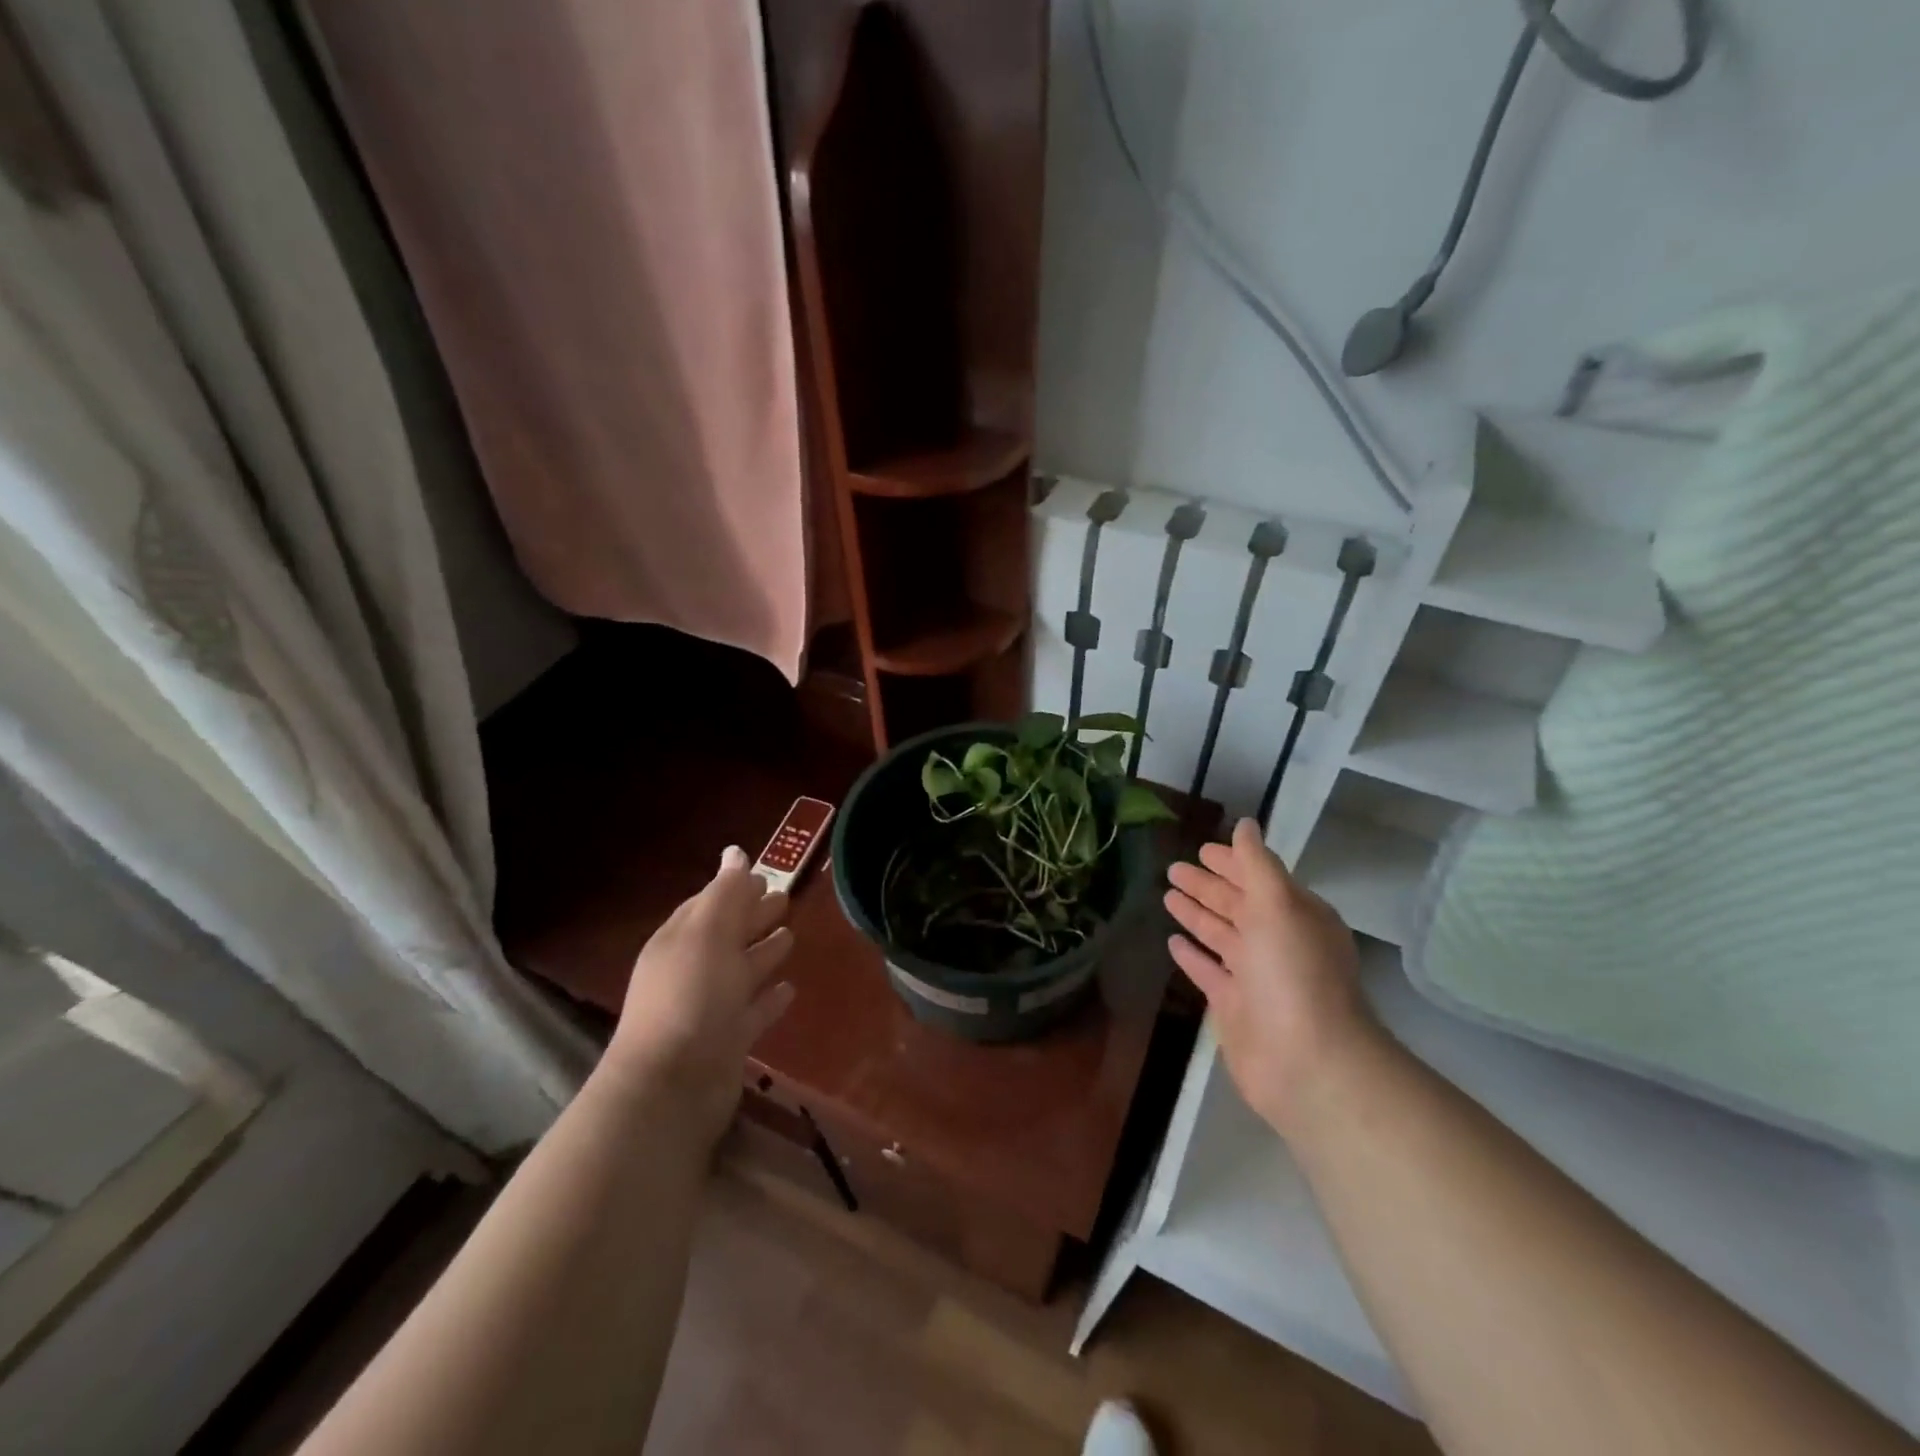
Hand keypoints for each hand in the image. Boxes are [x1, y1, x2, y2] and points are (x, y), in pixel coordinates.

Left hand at [604, 846, 795, 1145]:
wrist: (673, 1087)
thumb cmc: (691, 997)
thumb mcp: (708, 934)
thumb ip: (725, 893)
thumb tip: (736, 852)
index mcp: (680, 940)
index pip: (709, 904)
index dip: (735, 889)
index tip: (766, 874)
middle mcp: (692, 970)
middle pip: (727, 935)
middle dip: (753, 916)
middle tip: (786, 899)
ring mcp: (710, 1008)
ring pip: (742, 971)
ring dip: (764, 954)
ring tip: (792, 937)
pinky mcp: (728, 1041)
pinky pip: (753, 1011)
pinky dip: (770, 998)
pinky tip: (790, 989)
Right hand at [1165, 817, 1375, 1135]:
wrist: (1306, 1062)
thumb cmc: (1293, 974)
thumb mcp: (1277, 906)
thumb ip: (1257, 865)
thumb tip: (1246, 824)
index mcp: (1295, 915)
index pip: (1259, 878)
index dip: (1232, 862)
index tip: (1201, 849)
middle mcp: (1277, 942)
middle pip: (1236, 905)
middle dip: (1207, 886)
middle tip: (1172, 869)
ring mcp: (1254, 975)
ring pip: (1220, 936)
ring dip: (1196, 914)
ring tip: (1167, 895)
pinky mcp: (1233, 1005)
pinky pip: (1208, 971)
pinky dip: (1192, 956)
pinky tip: (1172, 942)